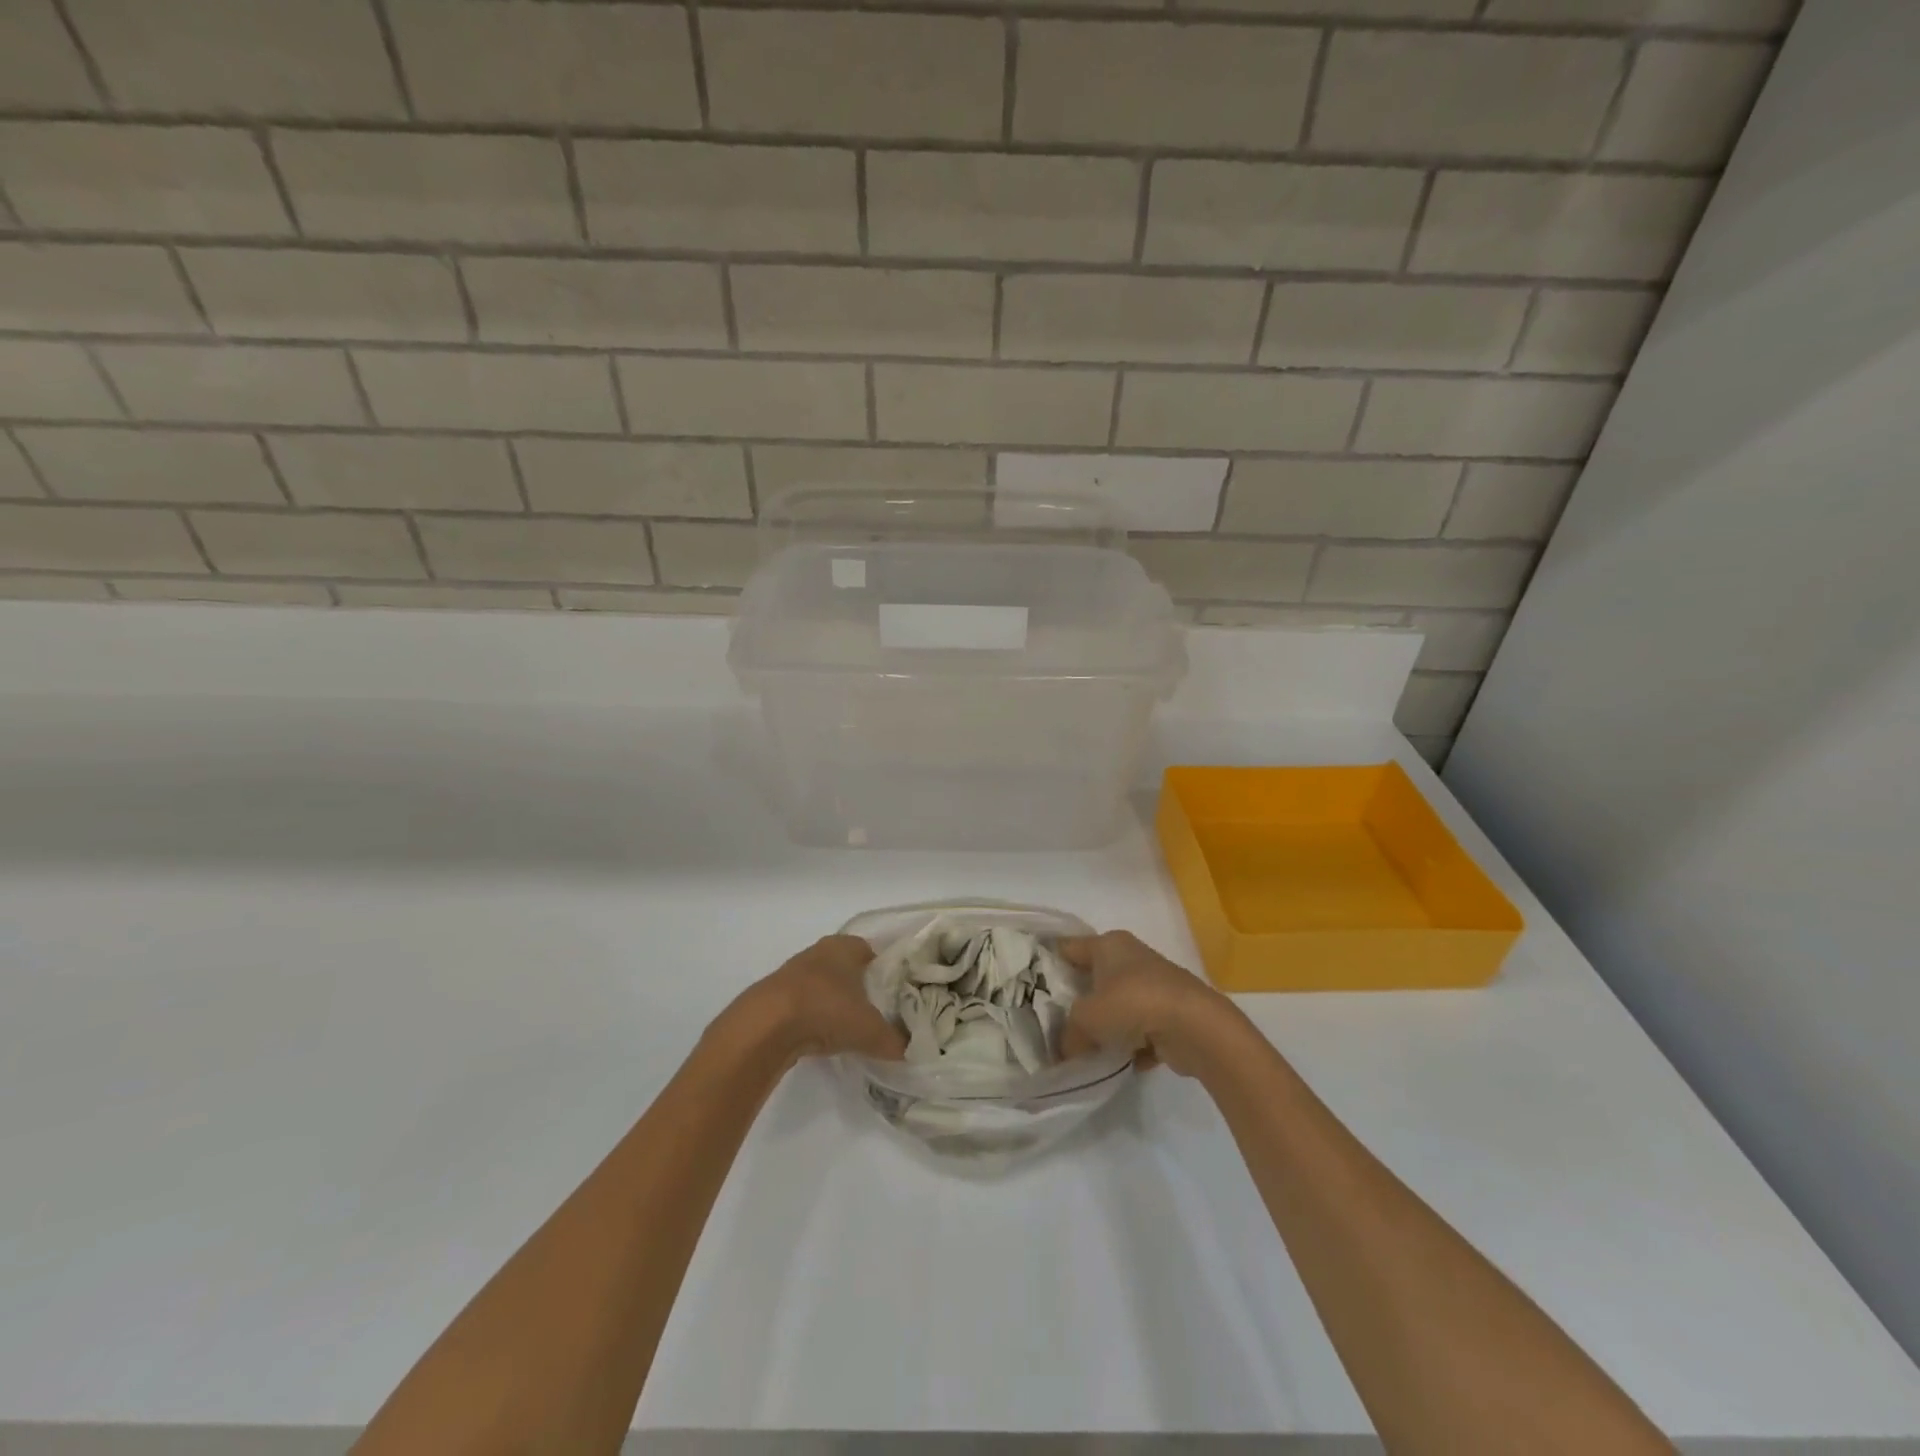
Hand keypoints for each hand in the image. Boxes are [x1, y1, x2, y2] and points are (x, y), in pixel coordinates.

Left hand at [732, 935, 907, 1064]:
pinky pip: (803, 1003)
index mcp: (845, 946)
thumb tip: (910, 1051)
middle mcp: (819, 952)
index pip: (872, 951)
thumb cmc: (826, 1010)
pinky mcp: (774, 996)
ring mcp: (793, 972)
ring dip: (833, 1002)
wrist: (766, 1026)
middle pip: (846, 967)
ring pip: (823, 985)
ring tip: (849, 1028)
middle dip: (859, 987)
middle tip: (876, 1012)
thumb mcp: (870, 1030)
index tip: (895, 993)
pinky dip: (813, 1016)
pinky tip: (820, 1036)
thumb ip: (894, 1041)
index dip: (885, 971)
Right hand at [1058, 931, 1230, 1076]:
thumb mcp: (1086, 1019)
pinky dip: (1133, 1045)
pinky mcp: (1172, 1013)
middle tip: (1054, 1023)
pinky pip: (1141, 1029)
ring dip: (1107, 1027)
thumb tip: (1065, 1050)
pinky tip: (1123, 1063)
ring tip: (1086, 1049)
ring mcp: (1154, 985)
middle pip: (1093, 978)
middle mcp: (1131, 958)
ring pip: (1118, 1005)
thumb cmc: (1132, 1004)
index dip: (1047, 963)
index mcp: (1108, 944)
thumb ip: (1069, 1034)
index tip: (1029, 984)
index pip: (1068, 948)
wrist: (1196, 1027)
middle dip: (1077, 1001)